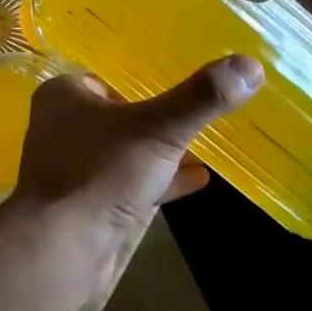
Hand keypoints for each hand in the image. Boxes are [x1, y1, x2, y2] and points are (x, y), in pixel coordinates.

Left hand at [5, 57, 262, 275]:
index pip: (109, 79)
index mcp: (63, 94)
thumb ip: (201, 98)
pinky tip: (198, 181)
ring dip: (162, 152)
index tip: (185, 90)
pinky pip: (127, 183)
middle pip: (120, 115)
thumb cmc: (101, 172)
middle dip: (158, 120)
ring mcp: (72, 166)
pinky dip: (159, 180)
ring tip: (208, 148)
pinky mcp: (86, 202)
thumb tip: (249, 64)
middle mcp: (61, 125)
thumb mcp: (158, 128)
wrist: (62, 246)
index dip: (144, 85)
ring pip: (125, 151)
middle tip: (202, 117)